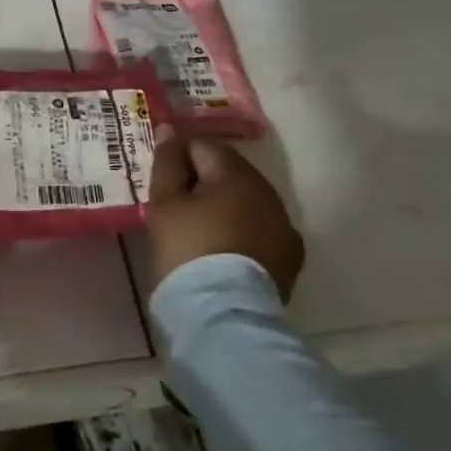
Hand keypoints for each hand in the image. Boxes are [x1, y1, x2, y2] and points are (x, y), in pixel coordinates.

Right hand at [146, 130, 304, 299]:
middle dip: (202, 179)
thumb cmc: (187, 252)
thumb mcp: (165, 205)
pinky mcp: (290, 256)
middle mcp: (266, 190)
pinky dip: (244, 230)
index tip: (160, 181)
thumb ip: (166, 163)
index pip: (200, 145)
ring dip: (225, 204)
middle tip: (176, 204)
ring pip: (247, 199)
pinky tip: (227, 248)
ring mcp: (282, 223)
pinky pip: (261, 228)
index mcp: (234, 172)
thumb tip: (169, 130)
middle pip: (227, 170)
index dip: (176, 157)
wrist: (224, 320)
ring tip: (200, 228)